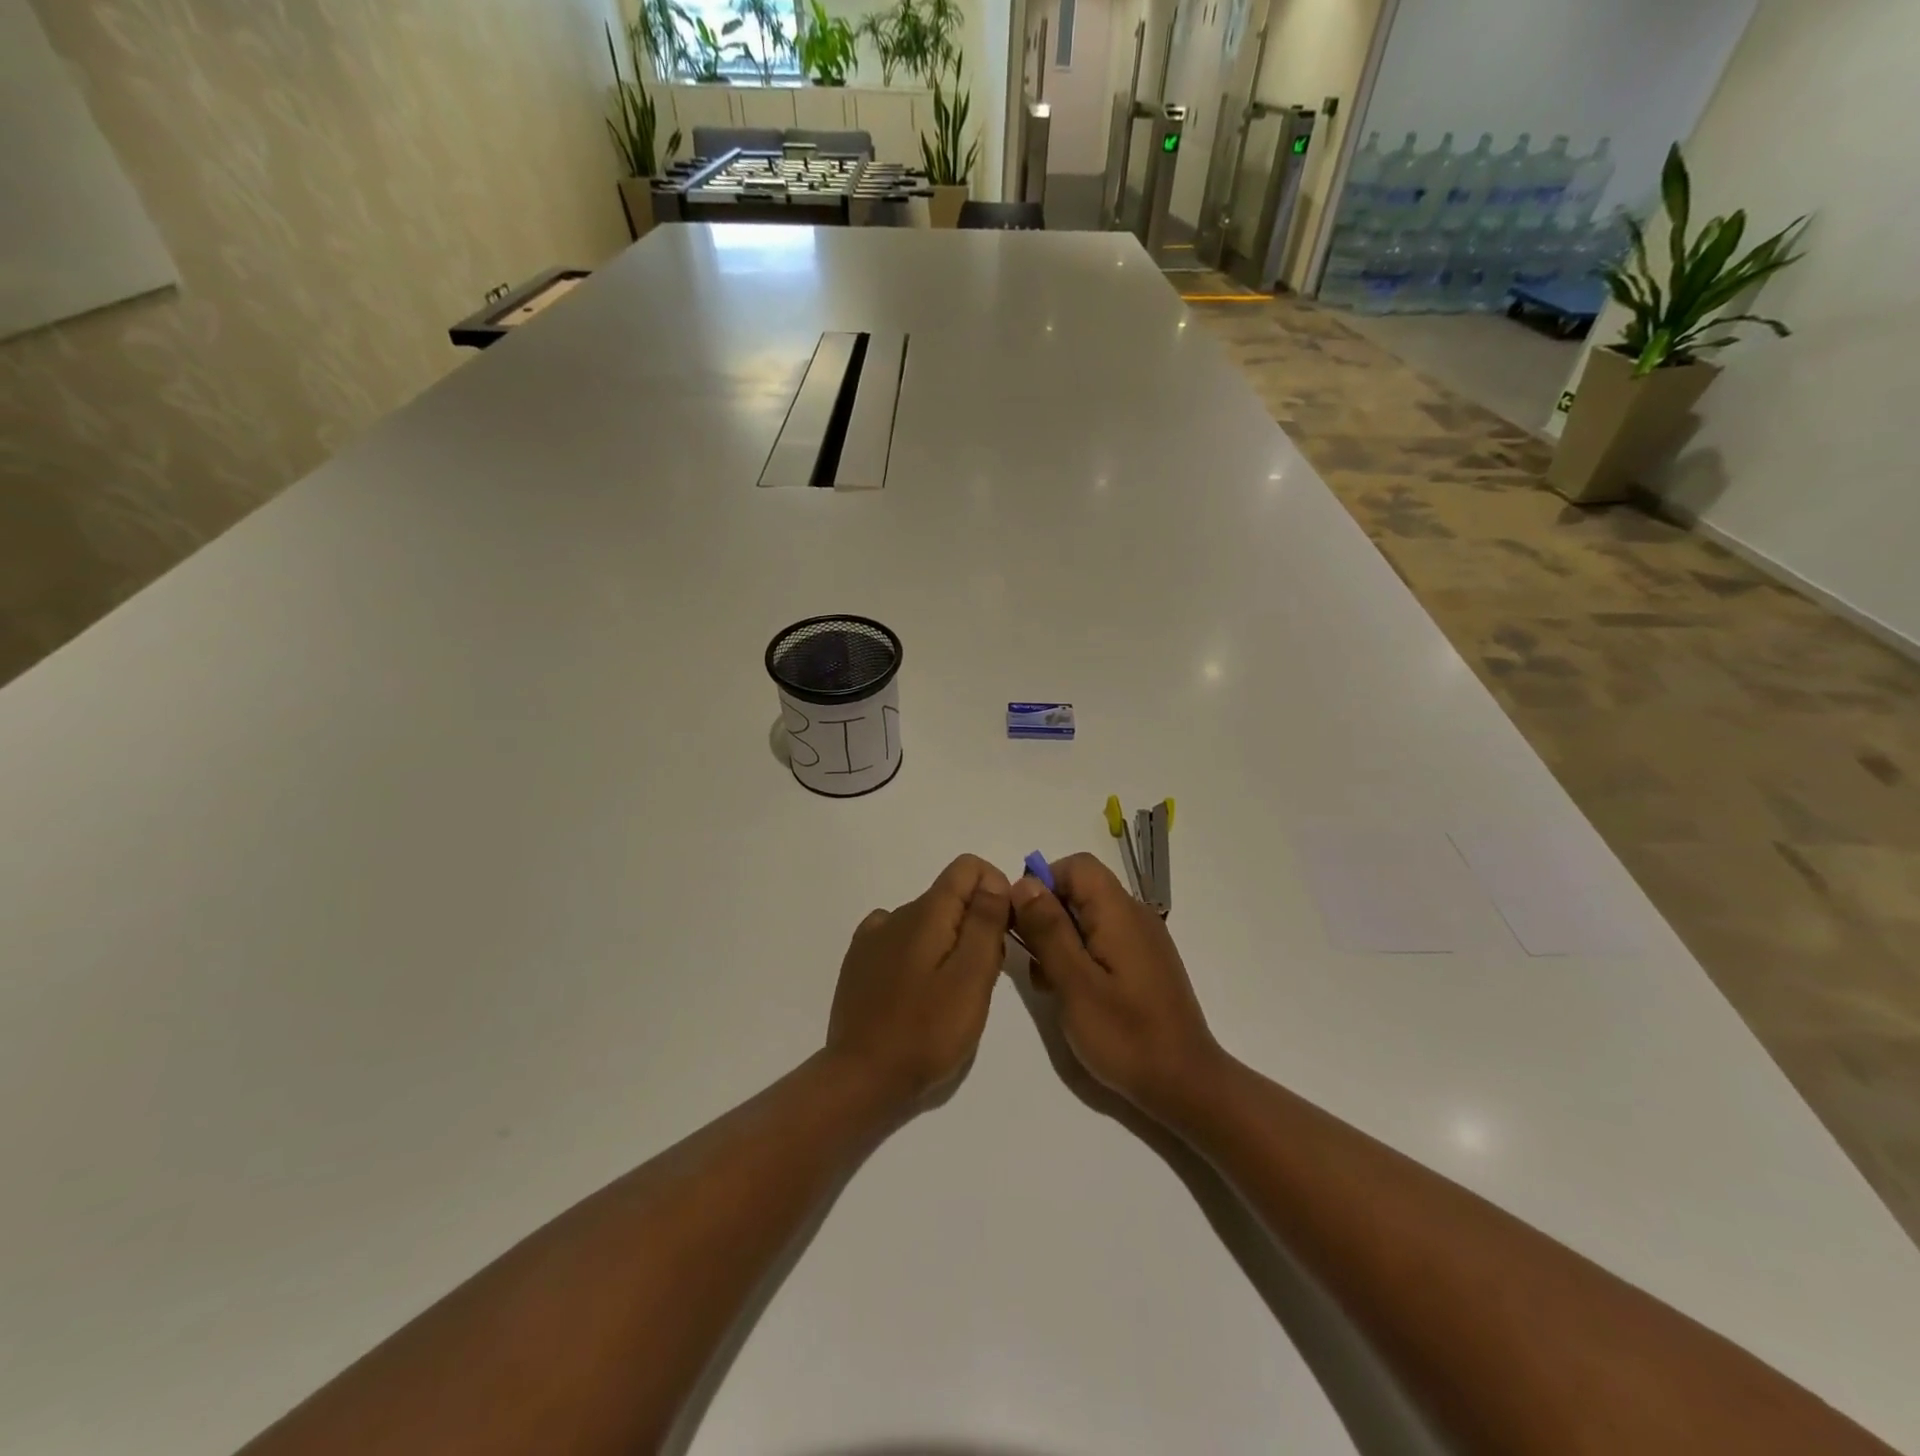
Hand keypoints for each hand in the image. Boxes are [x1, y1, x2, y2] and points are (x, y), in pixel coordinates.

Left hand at [826, 854, 1012, 1107]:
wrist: (862, 1077)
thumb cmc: (927, 1032)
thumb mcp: (971, 978)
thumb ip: (985, 923)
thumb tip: (993, 880)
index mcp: (925, 912)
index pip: (967, 867)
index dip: (995, 889)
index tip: (1004, 932)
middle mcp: (896, 913)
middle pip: (950, 897)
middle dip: (976, 924)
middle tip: (982, 979)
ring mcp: (873, 938)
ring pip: (928, 921)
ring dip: (950, 944)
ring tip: (952, 995)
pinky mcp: (861, 962)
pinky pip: (902, 941)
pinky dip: (921, 955)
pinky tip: (920, 992)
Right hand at [1008, 853, 1225, 1118]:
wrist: (1185, 1084)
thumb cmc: (1125, 1035)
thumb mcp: (1074, 983)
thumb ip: (1048, 929)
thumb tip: (1025, 883)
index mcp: (1119, 912)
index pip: (1076, 865)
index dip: (1043, 883)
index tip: (1023, 923)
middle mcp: (1134, 915)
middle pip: (1081, 890)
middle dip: (1048, 917)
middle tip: (1034, 963)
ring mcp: (1142, 940)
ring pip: (1088, 917)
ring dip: (1060, 940)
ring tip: (1049, 986)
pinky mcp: (1144, 963)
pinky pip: (1103, 940)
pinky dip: (1080, 956)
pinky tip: (1072, 994)